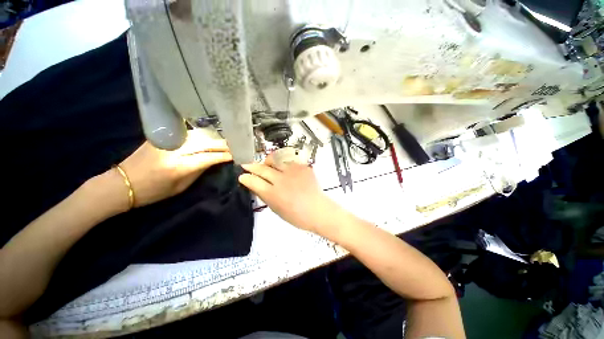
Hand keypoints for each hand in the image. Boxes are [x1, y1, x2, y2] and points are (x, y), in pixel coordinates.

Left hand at [118, 130, 232, 207]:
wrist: (122, 183)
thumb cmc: (154, 191)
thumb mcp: (181, 187)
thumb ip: (199, 171)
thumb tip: (214, 160)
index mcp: (179, 167)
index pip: (209, 157)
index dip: (225, 155)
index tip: (237, 154)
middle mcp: (174, 150)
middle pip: (205, 143)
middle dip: (223, 144)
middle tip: (236, 145)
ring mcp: (167, 141)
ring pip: (198, 135)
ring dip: (214, 138)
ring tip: (226, 141)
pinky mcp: (161, 136)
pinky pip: (188, 134)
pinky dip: (202, 135)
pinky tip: (210, 137)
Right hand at [239, 154, 343, 234]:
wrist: (317, 210)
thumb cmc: (296, 215)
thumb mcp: (275, 209)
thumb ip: (263, 195)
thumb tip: (253, 184)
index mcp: (273, 194)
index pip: (253, 181)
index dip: (245, 177)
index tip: (242, 175)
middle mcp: (281, 180)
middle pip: (262, 168)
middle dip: (251, 166)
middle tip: (246, 165)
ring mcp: (293, 171)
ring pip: (275, 159)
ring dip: (268, 162)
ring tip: (267, 164)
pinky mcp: (302, 167)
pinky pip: (288, 161)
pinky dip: (283, 163)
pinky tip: (284, 168)